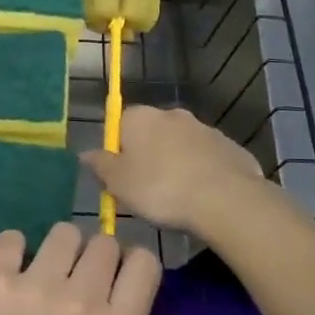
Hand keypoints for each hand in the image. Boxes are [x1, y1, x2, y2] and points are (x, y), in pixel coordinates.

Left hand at [0, 224, 169, 314]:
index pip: (144, 262)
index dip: (135, 266)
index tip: (121, 280)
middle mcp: (80, 298)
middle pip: (105, 243)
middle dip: (99, 259)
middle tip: (81, 283)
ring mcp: (34, 284)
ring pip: (64, 233)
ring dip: (61, 250)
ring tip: (46, 275)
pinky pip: (13, 238)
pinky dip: (14, 250)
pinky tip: (11, 273)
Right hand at [81, 104, 266, 235]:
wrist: (225, 198)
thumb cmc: (160, 188)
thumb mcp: (118, 183)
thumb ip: (100, 165)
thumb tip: (84, 153)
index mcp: (140, 117)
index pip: (119, 125)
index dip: (118, 152)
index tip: (121, 179)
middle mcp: (171, 114)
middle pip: (151, 134)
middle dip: (148, 157)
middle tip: (147, 192)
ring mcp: (204, 128)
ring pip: (181, 146)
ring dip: (177, 164)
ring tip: (177, 199)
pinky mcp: (229, 146)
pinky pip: (207, 160)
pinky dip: (203, 173)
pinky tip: (203, 199)